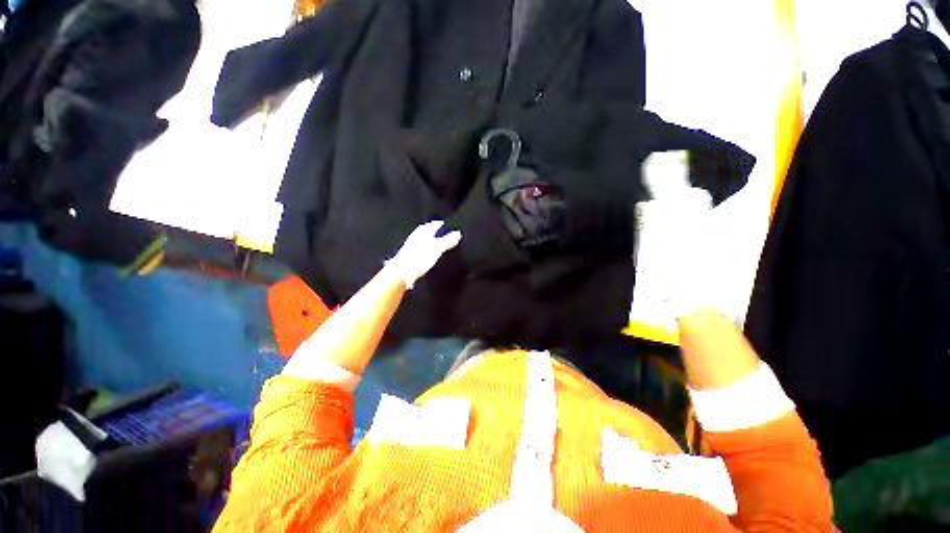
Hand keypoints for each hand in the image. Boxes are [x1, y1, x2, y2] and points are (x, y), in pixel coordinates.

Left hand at [386, 220, 461, 288]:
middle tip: (437, 231)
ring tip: (432, 242)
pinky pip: (416, 249)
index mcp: (422, 233)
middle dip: (431, 230)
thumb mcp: (437, 249)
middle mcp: (414, 238)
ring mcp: (409, 247)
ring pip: (419, 240)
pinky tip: (424, 255)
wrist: (400, 272)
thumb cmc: (418, 259)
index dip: (438, 224)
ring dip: (426, 240)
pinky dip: (422, 249)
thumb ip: (447, 241)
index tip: (442, 224)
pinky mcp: (406, 257)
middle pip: (424, 231)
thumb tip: (458, 233)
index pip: (431, 225)